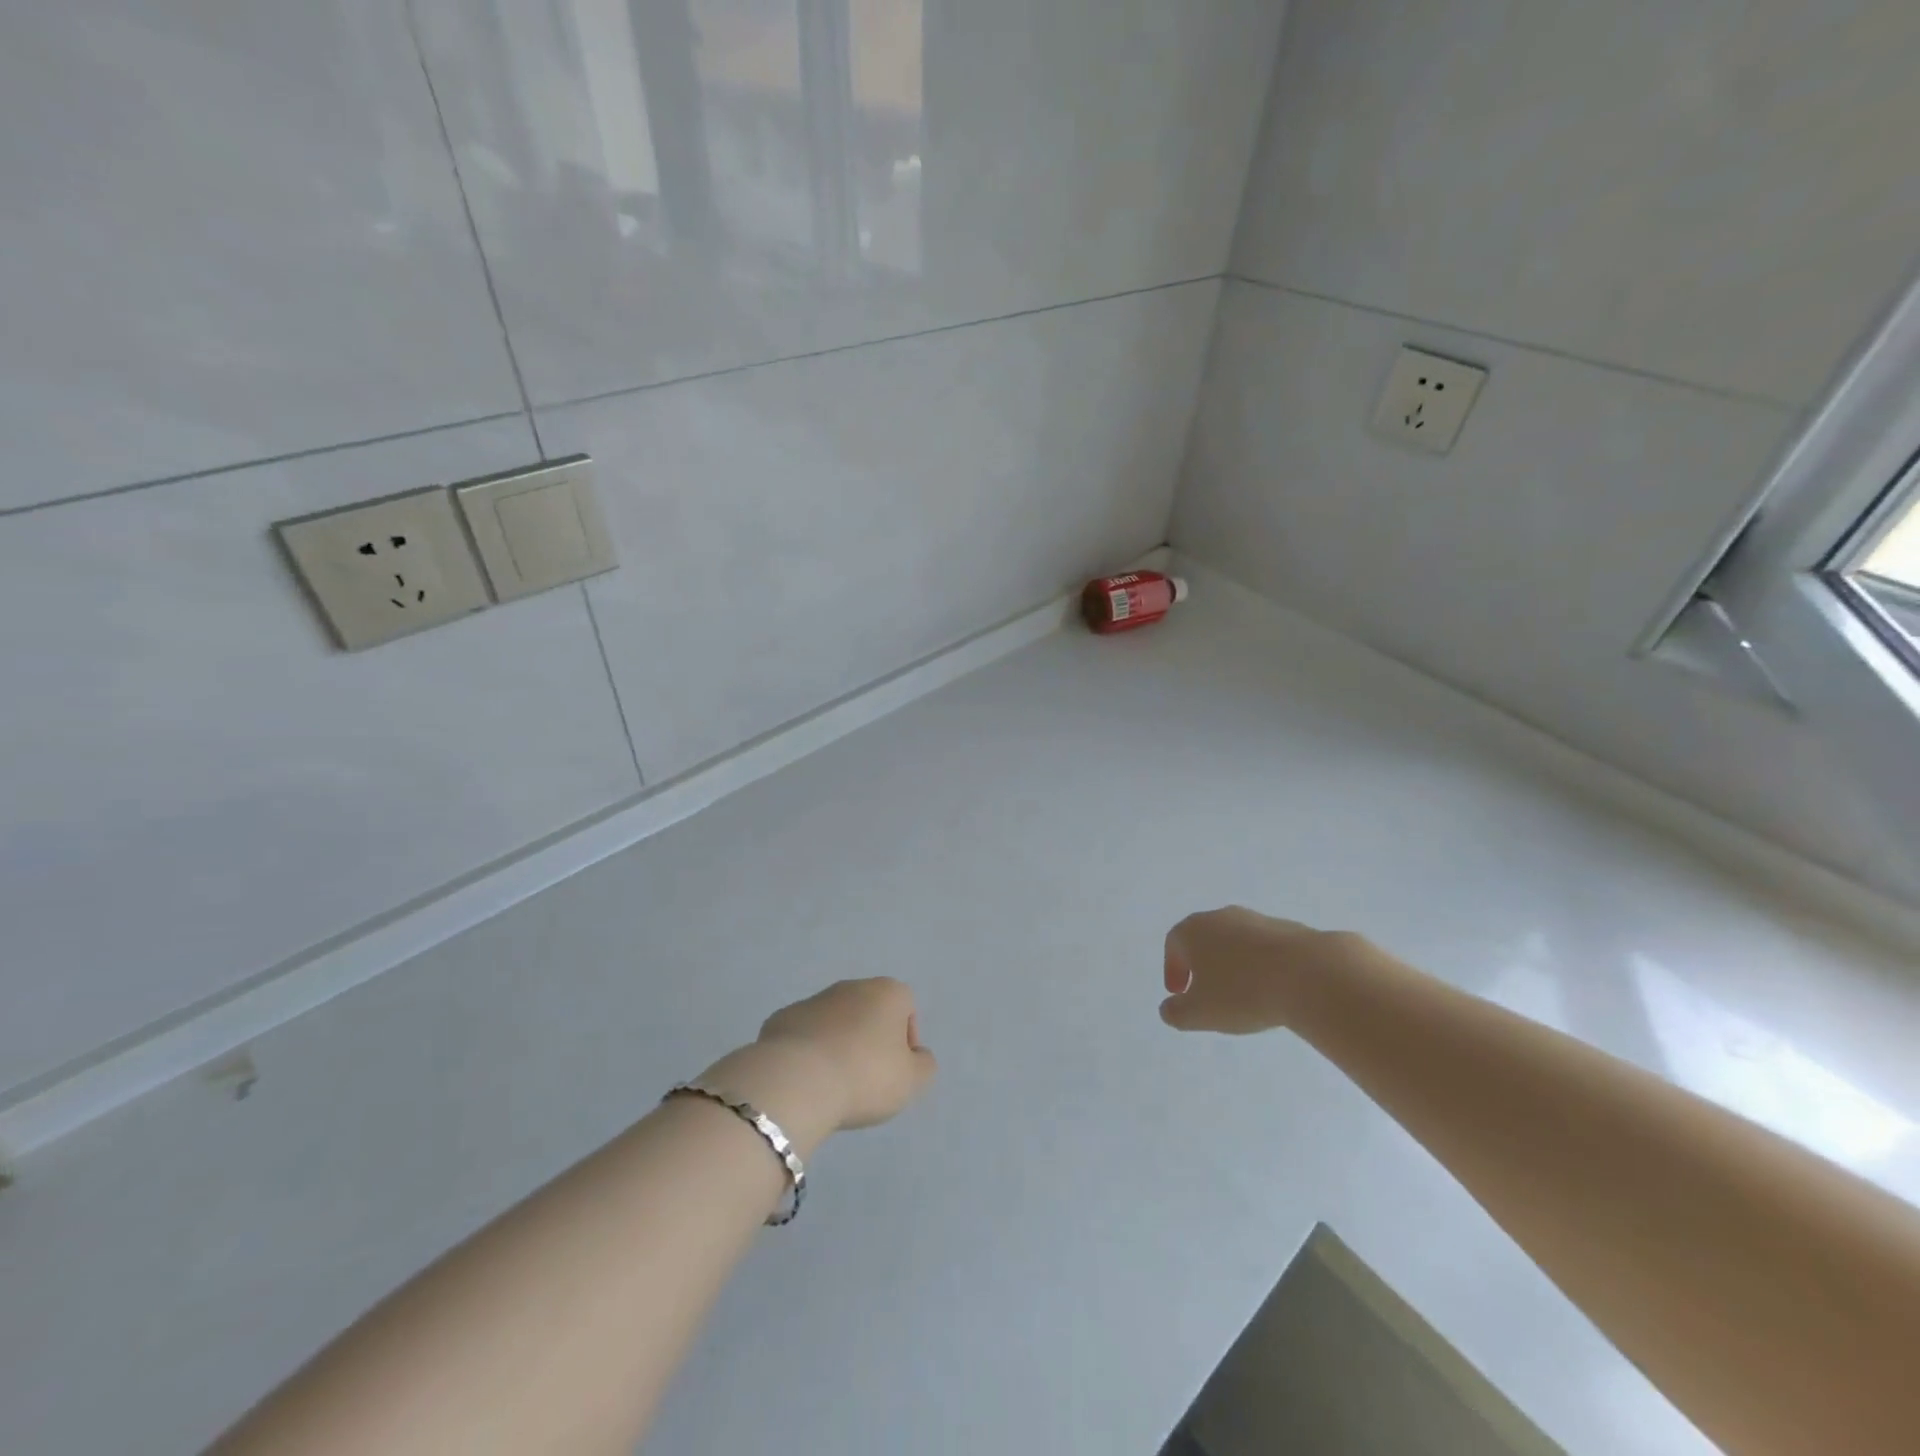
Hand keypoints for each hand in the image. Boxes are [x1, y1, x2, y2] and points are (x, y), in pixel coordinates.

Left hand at [754, 978, 937, 1131]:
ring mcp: (813, 1000)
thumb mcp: (912, 1081)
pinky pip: (804, 1035)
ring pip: (835, 1021)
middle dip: (870, 1039)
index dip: (906, 1040)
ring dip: (838, 1044)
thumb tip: (916, 1055)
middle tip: (867, 1079)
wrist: (797, 1080)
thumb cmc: (865, 1076)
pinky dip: (808, 1052)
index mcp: (887, 993)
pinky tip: (806, 1080)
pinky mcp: (782, 1019)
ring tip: (834, 1084)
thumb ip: (924, 1065)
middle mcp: (851, 987)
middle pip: (869, 1011)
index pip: (906, 1007)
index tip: (897, 1070)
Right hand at [1159, 907, 1368, 1033]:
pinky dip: (1261, 966)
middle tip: (1206, 992)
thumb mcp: (1199, 1013)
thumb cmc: (1242, 992)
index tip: (1180, 993)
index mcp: (1194, 930)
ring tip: (1243, 994)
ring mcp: (1257, 920)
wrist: (1310, 974)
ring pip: (1236, 942)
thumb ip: (1176, 1013)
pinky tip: (1272, 989)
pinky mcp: (1289, 929)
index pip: (1174, 944)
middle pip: (1204, 938)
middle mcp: (1221, 917)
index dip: (1173, 969)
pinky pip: (1265, 948)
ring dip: (1233, 965)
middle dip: (1202, 964)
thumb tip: (1169, 1008)